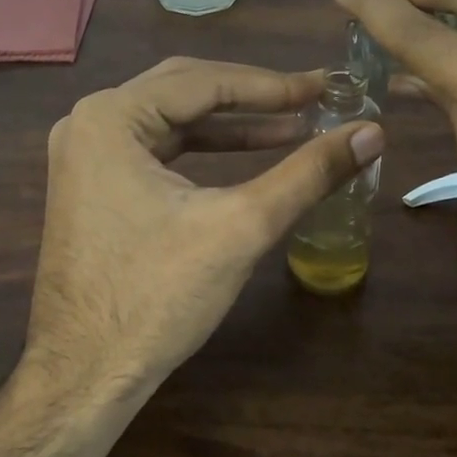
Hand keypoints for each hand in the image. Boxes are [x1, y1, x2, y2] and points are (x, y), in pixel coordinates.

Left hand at [26, 57, 383, 389]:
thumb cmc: (158, 296)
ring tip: (292, 127)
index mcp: (110, 117)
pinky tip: (246, 154)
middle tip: (311, 99)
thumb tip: (372, 132)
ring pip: (170, 120)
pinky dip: (202, 150)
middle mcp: (88, 122)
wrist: (85, 375)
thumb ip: (308, 173)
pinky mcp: (92, 185)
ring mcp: (84, 155)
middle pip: (183, 89)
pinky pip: (156, 149)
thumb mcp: (241, 226)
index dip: (270, 85)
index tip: (324, 87)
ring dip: (230, 124)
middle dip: (250, 96)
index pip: (203, 81)